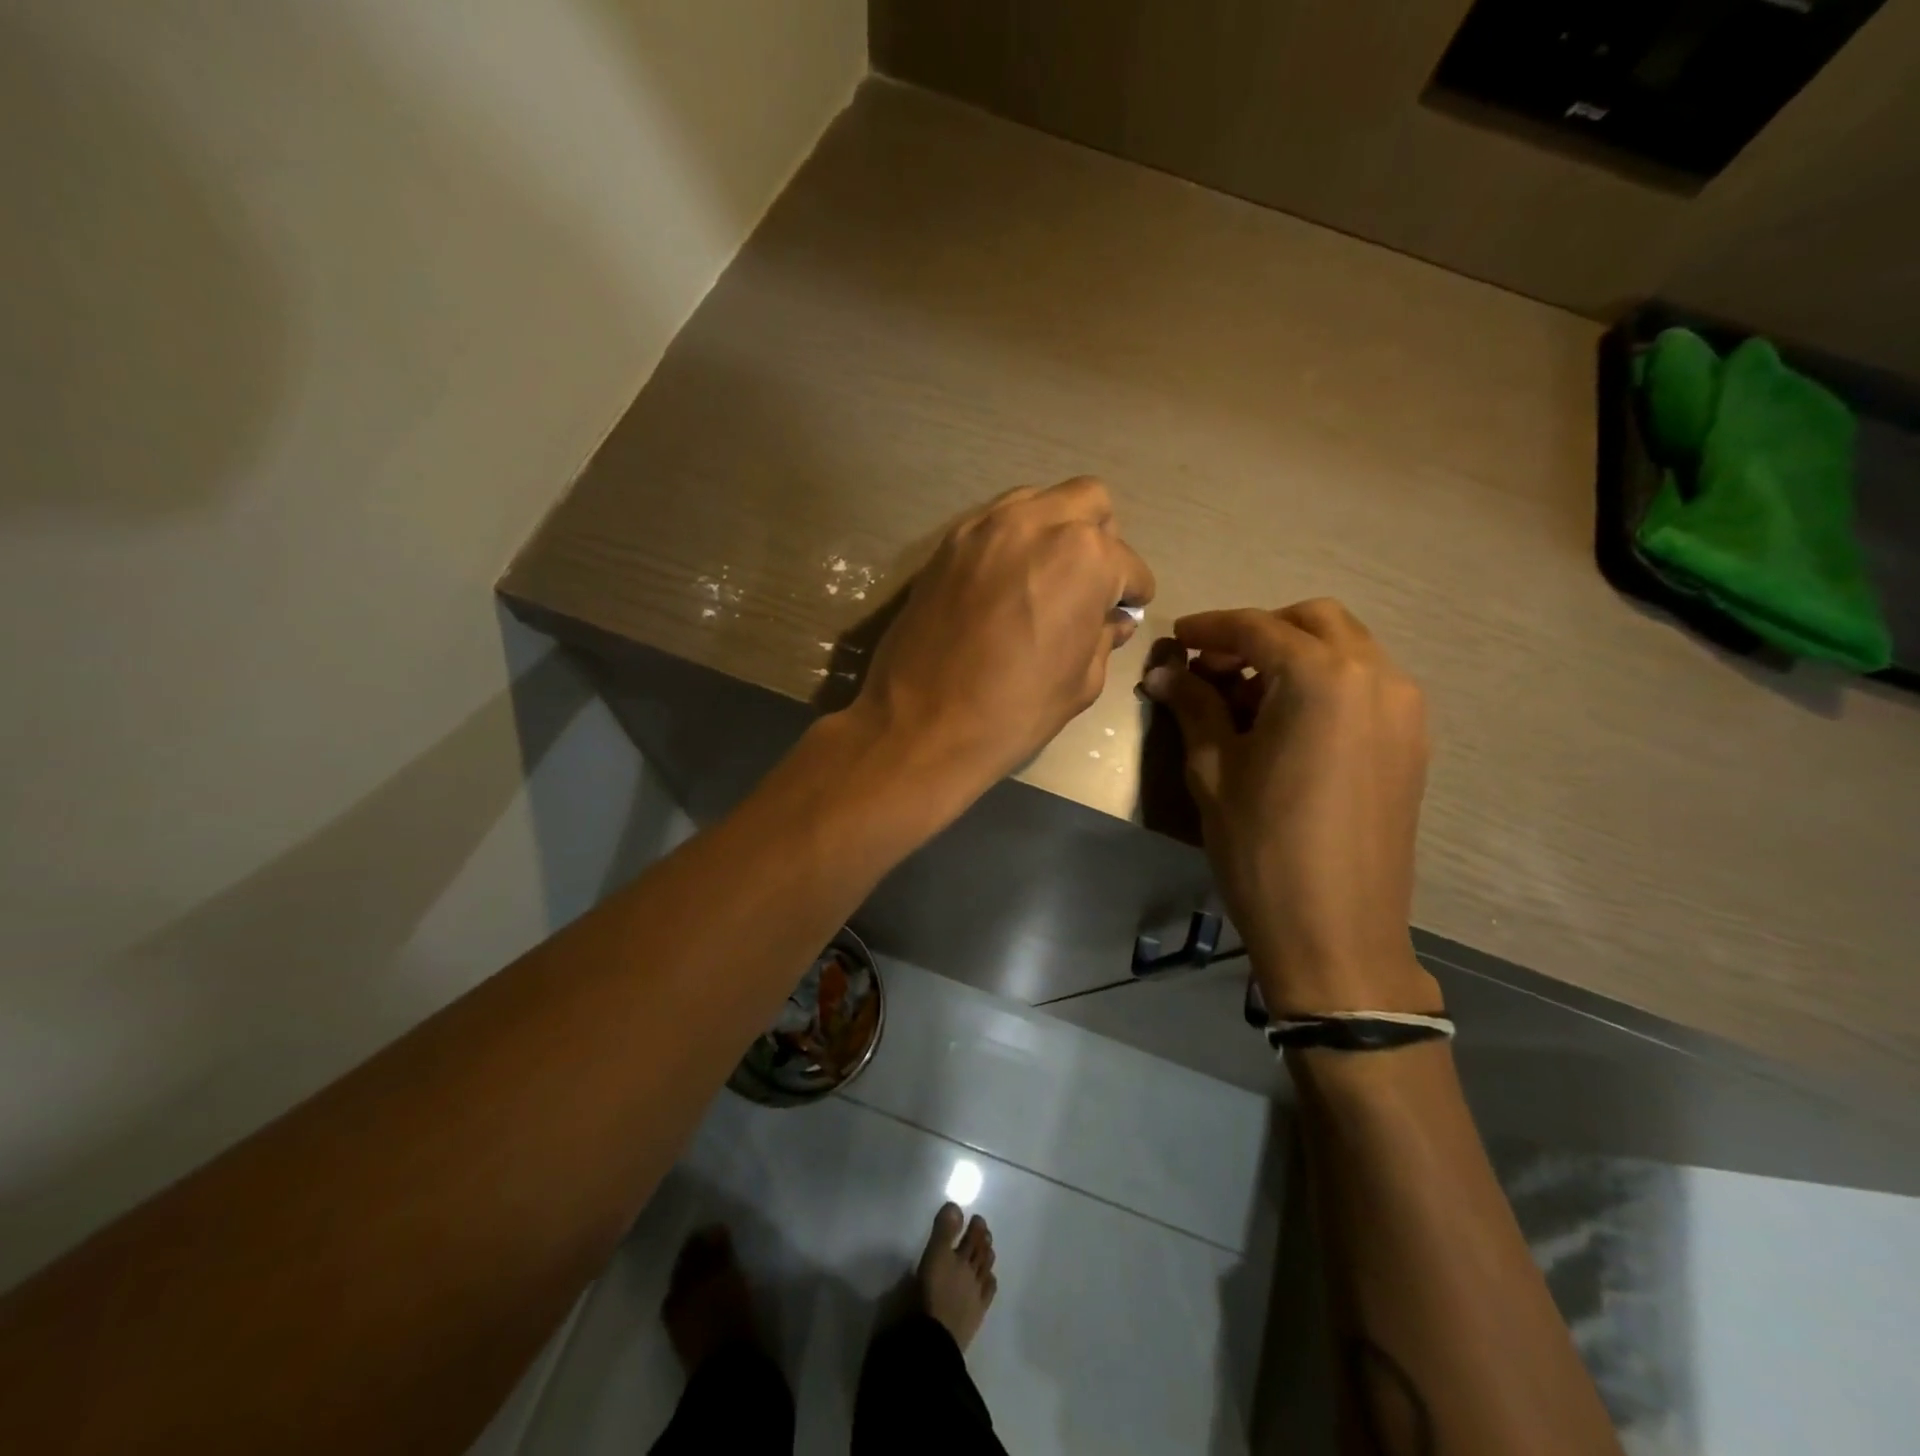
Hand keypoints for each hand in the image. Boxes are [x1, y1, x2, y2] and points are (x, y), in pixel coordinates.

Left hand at [849, 477, 1153, 792]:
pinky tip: (1004, 583)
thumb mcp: (1081, 682)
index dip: (1132, 594)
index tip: (1124, 611)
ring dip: (1054, 529)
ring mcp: (986, 525)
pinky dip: (1011, 542)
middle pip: (1089, 502)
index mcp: (1085, 556)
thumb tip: (1112, 620)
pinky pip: (994, 522)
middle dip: (1100, 538)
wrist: (922, 723)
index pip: (1128, 565)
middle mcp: (1038, 522)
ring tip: (1044, 577)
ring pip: (1038, 501)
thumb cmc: (1015, 710)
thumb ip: (1103, 638)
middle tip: (1088, 582)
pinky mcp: (948, 542)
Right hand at [1142, 600, 1439, 1015]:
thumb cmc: (1262, 847)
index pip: (1258, 628)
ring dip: (1295, 654)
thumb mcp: (1214, 770)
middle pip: (1314, 621)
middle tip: (1214, 665)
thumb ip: (1193, 706)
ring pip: (1347, 649)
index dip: (1211, 628)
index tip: (1177, 638)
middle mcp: (1375, 676)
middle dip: (1259, 631)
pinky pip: (1367, 684)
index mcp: (1321, 678)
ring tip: (1247, 695)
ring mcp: (1404, 708)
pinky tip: (1288, 721)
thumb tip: (1165, 672)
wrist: (1336, 931)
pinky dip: (1325, 681)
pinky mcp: (1412, 741)